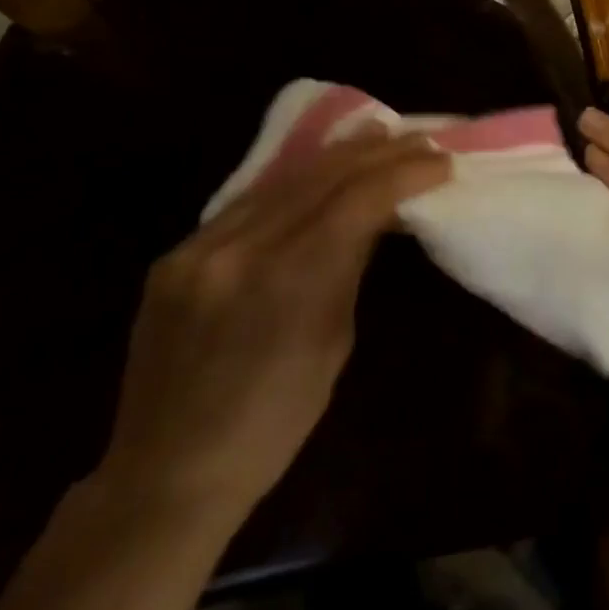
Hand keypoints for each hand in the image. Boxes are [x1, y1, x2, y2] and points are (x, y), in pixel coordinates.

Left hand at [97, 126, 450, 520]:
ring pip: (280, 180)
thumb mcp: (333, 342)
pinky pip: (244, 203)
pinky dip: (291, 182)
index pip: (358, 201)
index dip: (404, 173)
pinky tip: (316, 171)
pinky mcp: (174, 256)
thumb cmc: (275, 423)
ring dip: (335, 155)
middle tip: (416, 140)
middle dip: (376, 153)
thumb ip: (347, 267)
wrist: (168, 473)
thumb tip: (375, 216)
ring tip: (374, 137)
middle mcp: (240, 250)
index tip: (440, 163)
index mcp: (290, 281)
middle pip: (320, 177)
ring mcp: (198, 250)